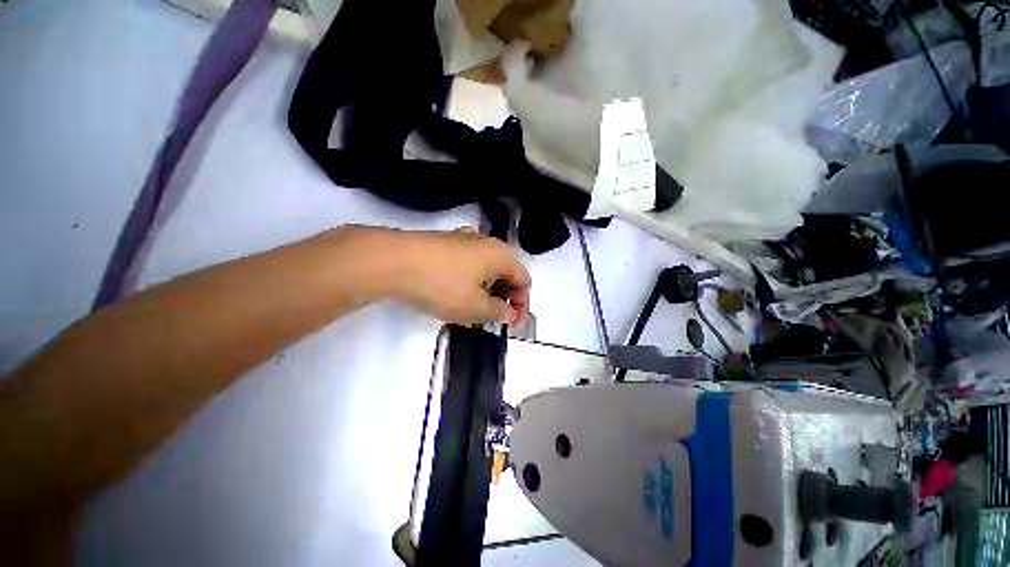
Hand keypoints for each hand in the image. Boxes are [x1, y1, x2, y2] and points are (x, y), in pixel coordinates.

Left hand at [362, 227, 530, 325]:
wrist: (394, 261)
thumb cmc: (442, 285)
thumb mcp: (475, 307)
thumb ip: (498, 312)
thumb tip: (509, 313)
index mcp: (501, 255)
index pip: (524, 281)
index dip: (522, 305)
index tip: (512, 324)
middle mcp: (488, 242)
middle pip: (506, 272)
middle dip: (504, 297)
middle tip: (493, 318)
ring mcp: (465, 239)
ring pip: (486, 268)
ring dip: (487, 290)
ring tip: (474, 310)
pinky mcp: (447, 242)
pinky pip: (469, 263)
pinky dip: (471, 280)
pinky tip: (457, 293)